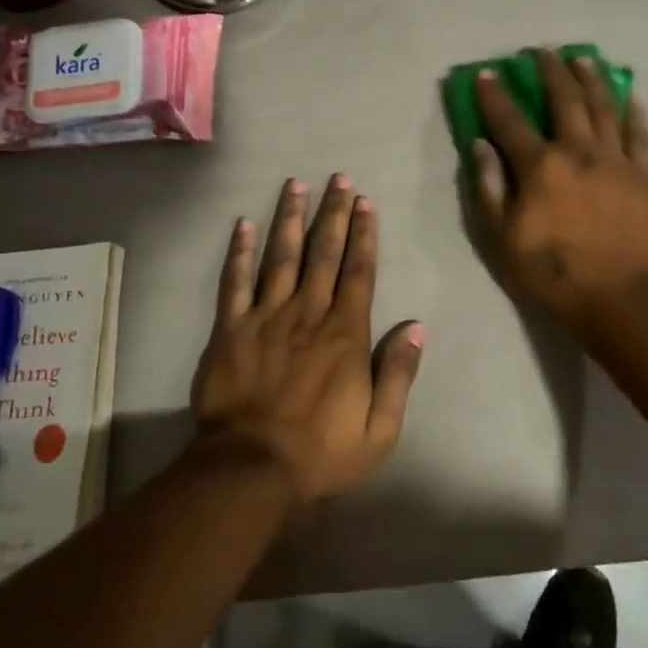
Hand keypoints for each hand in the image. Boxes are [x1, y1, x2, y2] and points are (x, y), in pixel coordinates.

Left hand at [191, 174, 425, 503]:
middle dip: (333, 213)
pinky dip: (238, 252)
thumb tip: (417, 326)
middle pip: (324, 254)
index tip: (366, 203)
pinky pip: (234, 282)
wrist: (250, 469)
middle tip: (338, 178)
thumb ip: (399, 374)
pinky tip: (243, 224)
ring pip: (281, 257)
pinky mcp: (230, 329)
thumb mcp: (380, 429)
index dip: (364, 235)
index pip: (359, 273)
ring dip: (290, 218)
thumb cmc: (321, 453)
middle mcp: (307, 314)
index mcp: (344, 334)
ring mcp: (265, 317)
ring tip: (296, 185)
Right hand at [472, 51, 647, 328]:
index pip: (510, 121)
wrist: (618, 297)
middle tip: (543, 51)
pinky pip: (638, 134)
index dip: (495, 95)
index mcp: (541, 166)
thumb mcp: (502, 237)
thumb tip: (480, 144)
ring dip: (591, 78)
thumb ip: (490, 187)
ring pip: (604, 107)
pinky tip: (629, 96)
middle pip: (564, 99)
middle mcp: (579, 151)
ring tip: (583, 58)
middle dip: (551, 71)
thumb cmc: (552, 272)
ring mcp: (615, 160)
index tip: (487, 73)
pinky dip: (632, 112)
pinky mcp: (643, 175)